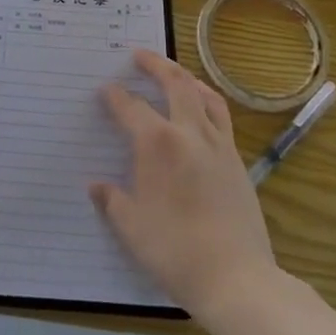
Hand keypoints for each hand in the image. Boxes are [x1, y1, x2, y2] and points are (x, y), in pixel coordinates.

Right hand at [90, 50, 277, 318]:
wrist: (237, 279)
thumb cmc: (175, 251)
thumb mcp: (132, 228)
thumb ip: (112, 200)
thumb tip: (97, 186)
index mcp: (157, 143)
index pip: (131, 107)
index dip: (116, 96)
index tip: (105, 90)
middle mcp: (189, 132)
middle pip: (174, 82)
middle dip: (155, 64)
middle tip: (139, 55)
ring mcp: (218, 144)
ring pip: (204, 94)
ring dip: (186, 78)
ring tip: (174, 73)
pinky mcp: (238, 161)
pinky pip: (221, 117)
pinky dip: (208, 102)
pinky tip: (202, 112)